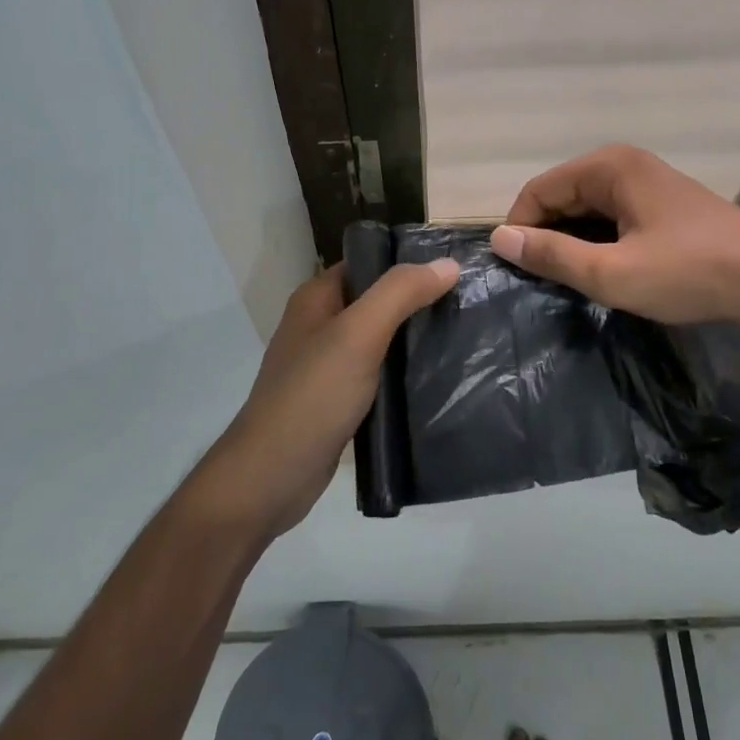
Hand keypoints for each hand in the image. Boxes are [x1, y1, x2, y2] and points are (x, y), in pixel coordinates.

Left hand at [188, 258, 457, 538]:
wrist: (272, 477)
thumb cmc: (313, 396)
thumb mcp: (359, 335)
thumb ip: (400, 295)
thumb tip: (448, 263)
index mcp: (317, 298)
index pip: (369, 263)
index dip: (409, 264)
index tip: (456, 271)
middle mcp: (319, 326)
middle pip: (377, 302)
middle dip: (418, 304)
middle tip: (468, 307)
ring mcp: (326, 366)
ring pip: (380, 342)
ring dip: (413, 342)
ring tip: (461, 341)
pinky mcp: (337, 402)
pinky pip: (377, 377)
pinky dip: (402, 376)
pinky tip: (435, 382)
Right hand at [489, 144, 739, 326]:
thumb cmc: (689, 274)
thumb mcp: (612, 273)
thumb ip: (552, 255)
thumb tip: (501, 239)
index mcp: (608, 167)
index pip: (538, 190)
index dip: (520, 230)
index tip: (519, 272)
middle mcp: (624, 162)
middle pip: (561, 195)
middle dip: (547, 235)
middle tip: (546, 282)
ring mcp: (646, 180)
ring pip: (585, 208)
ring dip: (573, 241)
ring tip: (573, 281)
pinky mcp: (661, 201)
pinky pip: (610, 214)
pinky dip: (598, 240)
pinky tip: (605, 269)